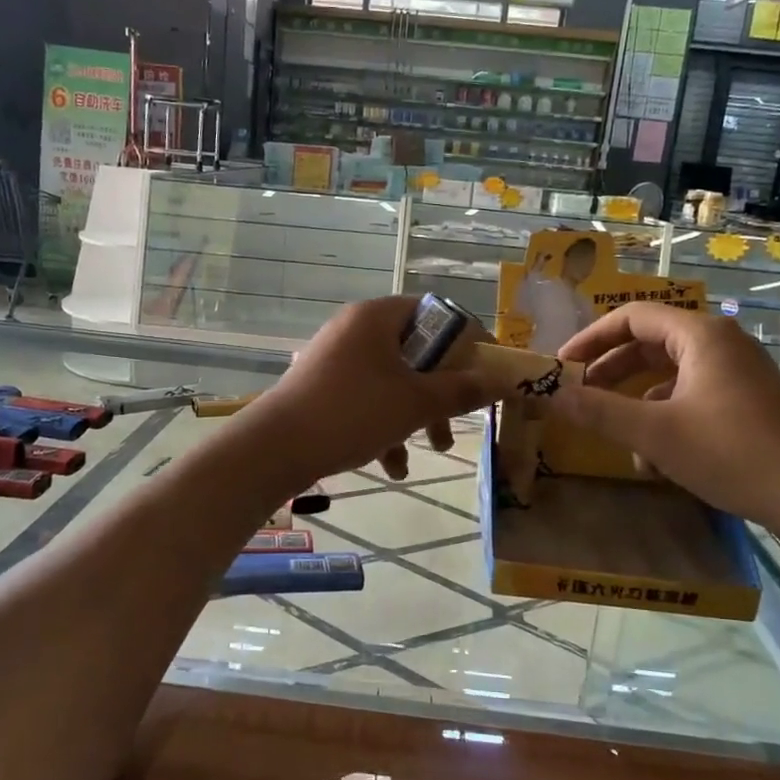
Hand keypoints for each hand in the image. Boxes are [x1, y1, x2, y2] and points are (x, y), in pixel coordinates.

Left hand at [249, 298, 511, 487]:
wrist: (276, 448)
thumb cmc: (352, 413)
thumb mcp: (415, 403)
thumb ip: (462, 391)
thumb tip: (503, 381)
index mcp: (377, 317)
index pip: (435, 313)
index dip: (467, 341)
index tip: (487, 371)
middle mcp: (356, 330)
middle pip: (416, 352)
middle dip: (443, 390)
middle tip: (461, 416)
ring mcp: (336, 360)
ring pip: (393, 381)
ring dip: (417, 415)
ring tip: (434, 449)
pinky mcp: (323, 388)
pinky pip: (367, 400)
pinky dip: (385, 427)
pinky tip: (392, 466)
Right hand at [551, 303, 779, 534]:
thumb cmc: (732, 453)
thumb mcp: (655, 433)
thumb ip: (599, 411)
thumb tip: (552, 394)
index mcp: (700, 335)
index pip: (632, 317)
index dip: (591, 338)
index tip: (563, 365)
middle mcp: (720, 343)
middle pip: (650, 343)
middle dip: (610, 370)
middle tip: (579, 394)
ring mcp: (736, 372)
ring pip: (668, 373)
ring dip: (635, 399)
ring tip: (612, 431)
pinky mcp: (745, 399)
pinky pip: (690, 394)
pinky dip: (663, 415)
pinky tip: (652, 456)